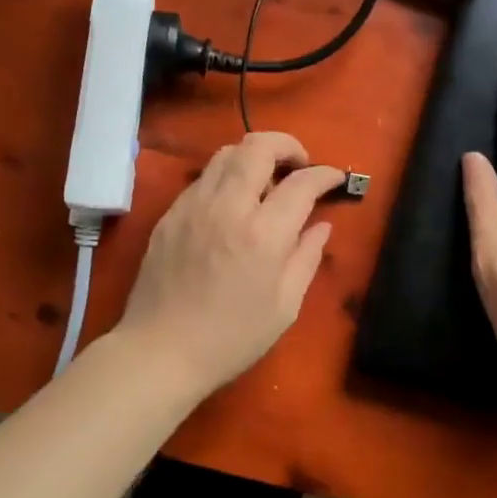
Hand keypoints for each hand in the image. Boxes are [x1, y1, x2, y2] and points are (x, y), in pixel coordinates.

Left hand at [116, 132, 345, 397]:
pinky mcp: (170, 214)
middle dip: (288, 145)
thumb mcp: (285, 306)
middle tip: (300, 166)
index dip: (325, 174)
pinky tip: (232, 204)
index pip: (301, 182)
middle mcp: (227, 207)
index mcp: (263, 234)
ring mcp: (193, 206)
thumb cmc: (231, 338)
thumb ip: (307, 257)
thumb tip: (321, 225)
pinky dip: (227, 177)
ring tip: (266, 182)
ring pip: (226, 153)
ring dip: (254, 157)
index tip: (335, 179)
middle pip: (259, 146)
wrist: (161, 352)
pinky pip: (204, 177)